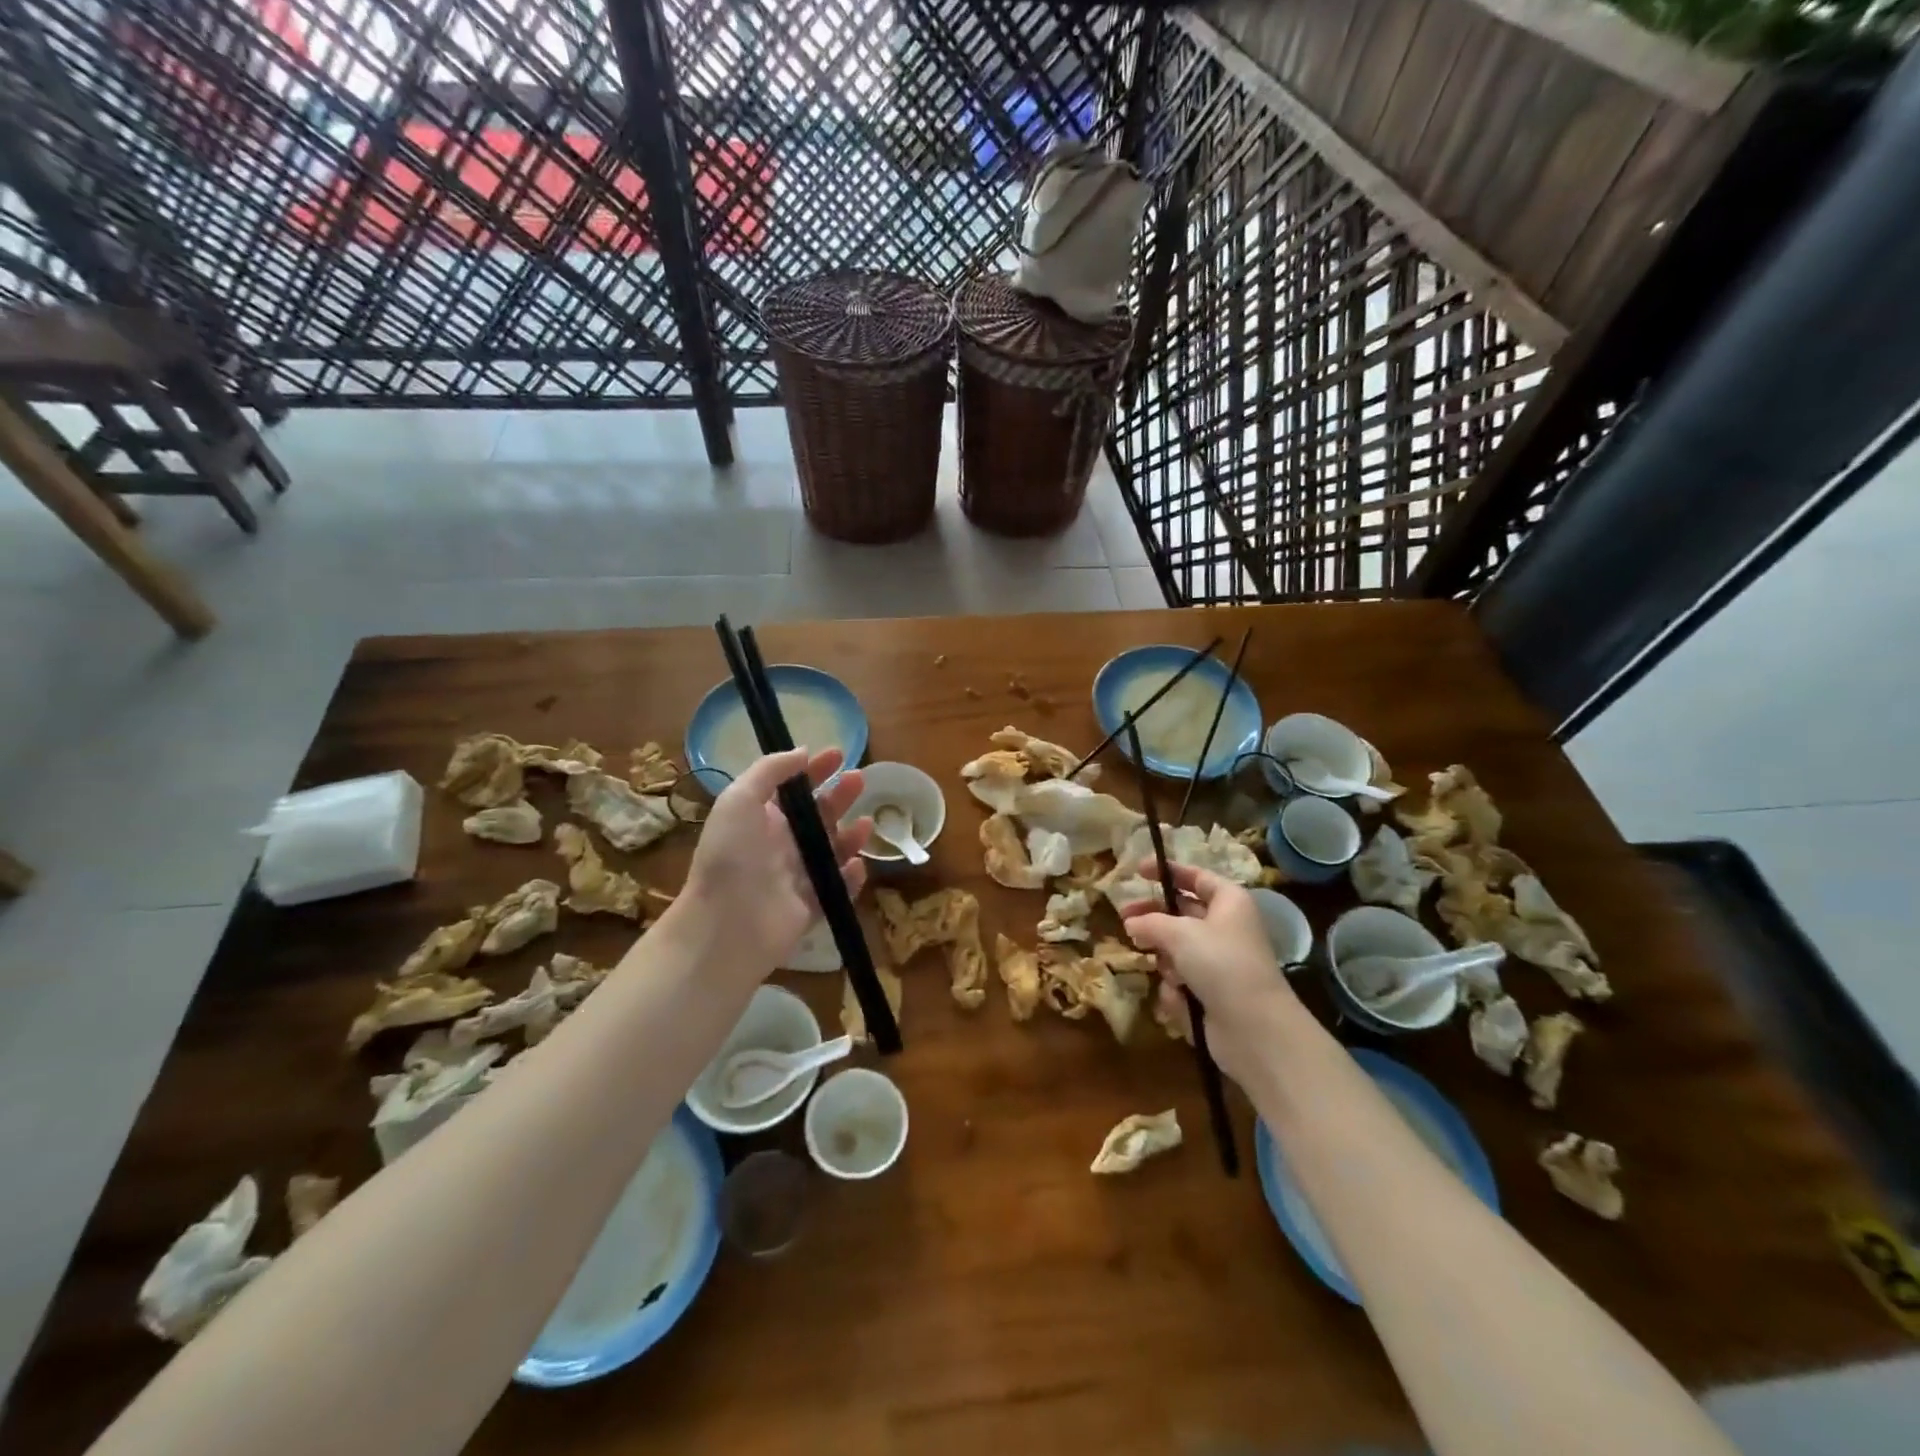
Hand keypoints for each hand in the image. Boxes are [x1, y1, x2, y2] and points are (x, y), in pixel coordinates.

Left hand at [679, 747, 871, 979]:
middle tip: (859, 780)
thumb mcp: (739, 799)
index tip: (839, 754)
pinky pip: (837, 888)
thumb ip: (770, 770)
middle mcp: (781, 846)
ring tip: (866, 825)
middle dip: (840, 797)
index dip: (815, 770)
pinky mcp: (812, 907)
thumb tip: (802, 752)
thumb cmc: (731, 855)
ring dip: (851, 836)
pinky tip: (855, 866)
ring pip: (833, 851)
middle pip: (819, 816)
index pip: (793, 789)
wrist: (726, 925)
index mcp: (762, 820)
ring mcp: (797, 878)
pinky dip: (850, 877)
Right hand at [1119, 862, 1300, 1085]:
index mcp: (1228, 902)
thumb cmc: (1221, 963)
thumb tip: (1131, 923)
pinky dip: (1177, 987)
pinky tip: (1180, 997)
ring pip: (1177, 949)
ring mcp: (1220, 961)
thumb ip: (1150, 922)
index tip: (1137, 870)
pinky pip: (1183, 979)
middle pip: (1181, 914)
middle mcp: (1226, 927)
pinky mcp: (1213, 992)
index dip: (1167, 871)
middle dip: (1154, 919)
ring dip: (1167, 960)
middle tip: (1124, 919)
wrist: (1255, 1027)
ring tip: (1167, 970)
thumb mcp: (1179, 933)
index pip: (1195, 877)